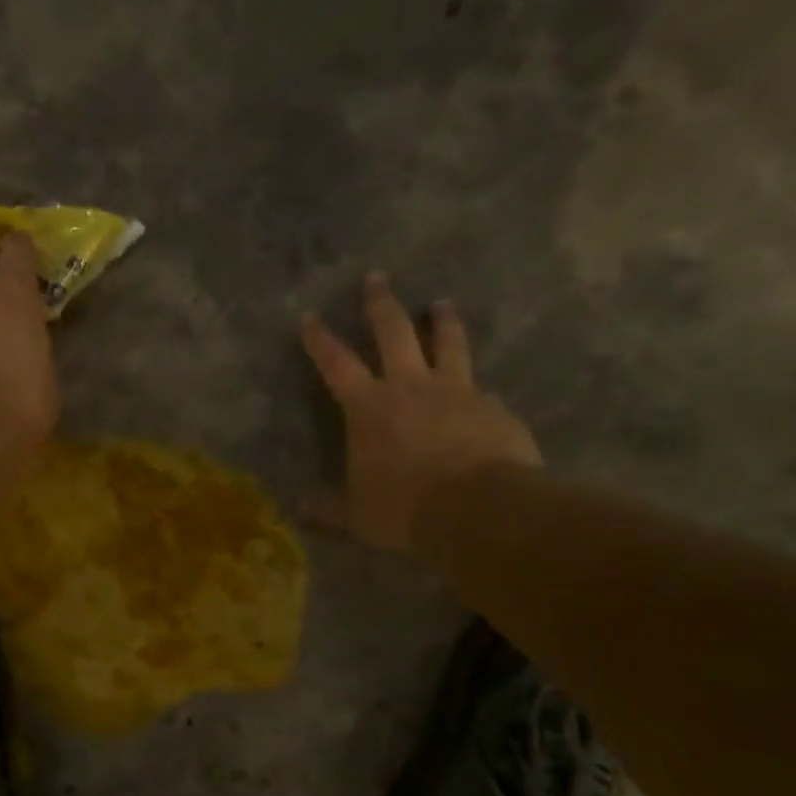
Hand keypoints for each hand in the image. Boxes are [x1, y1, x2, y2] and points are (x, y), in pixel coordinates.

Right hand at [301, 273, 540, 553]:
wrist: (481, 510)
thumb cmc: (405, 509)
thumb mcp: (358, 516)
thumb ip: (330, 509)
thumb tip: (302, 508)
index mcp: (369, 408)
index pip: (337, 363)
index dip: (320, 340)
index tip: (310, 317)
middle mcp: (411, 387)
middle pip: (394, 332)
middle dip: (381, 304)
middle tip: (377, 278)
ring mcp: (457, 392)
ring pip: (448, 342)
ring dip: (442, 321)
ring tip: (441, 304)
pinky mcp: (493, 408)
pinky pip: (481, 390)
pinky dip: (475, 388)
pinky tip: (481, 396)